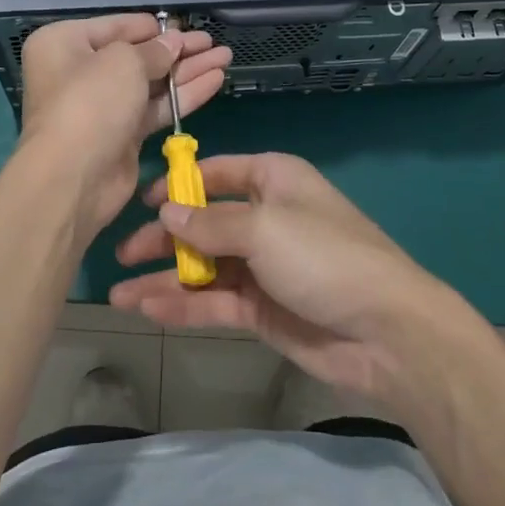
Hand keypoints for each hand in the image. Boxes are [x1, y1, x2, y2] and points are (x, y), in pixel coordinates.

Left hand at [18, 15, 231, 236]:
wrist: (72, 178)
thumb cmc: (90, 102)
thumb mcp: (124, 62)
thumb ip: (154, 50)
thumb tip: (174, 42)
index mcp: (65, 43)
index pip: (117, 26)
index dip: (153, 27)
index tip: (185, 25)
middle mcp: (80, 71)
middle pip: (137, 55)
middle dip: (177, 49)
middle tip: (213, 42)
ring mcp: (102, 105)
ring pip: (151, 82)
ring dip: (187, 70)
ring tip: (225, 56)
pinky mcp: (122, 134)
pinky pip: (155, 107)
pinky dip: (184, 95)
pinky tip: (215, 80)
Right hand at [109, 152, 455, 405]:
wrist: (385, 332)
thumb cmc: (323, 257)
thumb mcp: (264, 228)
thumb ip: (209, 224)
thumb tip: (166, 215)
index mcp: (273, 181)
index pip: (216, 173)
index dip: (178, 185)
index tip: (142, 202)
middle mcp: (265, 218)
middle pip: (203, 223)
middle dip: (162, 238)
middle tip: (122, 253)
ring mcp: (262, 266)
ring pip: (203, 266)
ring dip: (164, 278)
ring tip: (119, 294)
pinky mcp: (261, 309)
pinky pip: (213, 301)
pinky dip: (183, 305)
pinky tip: (148, 310)